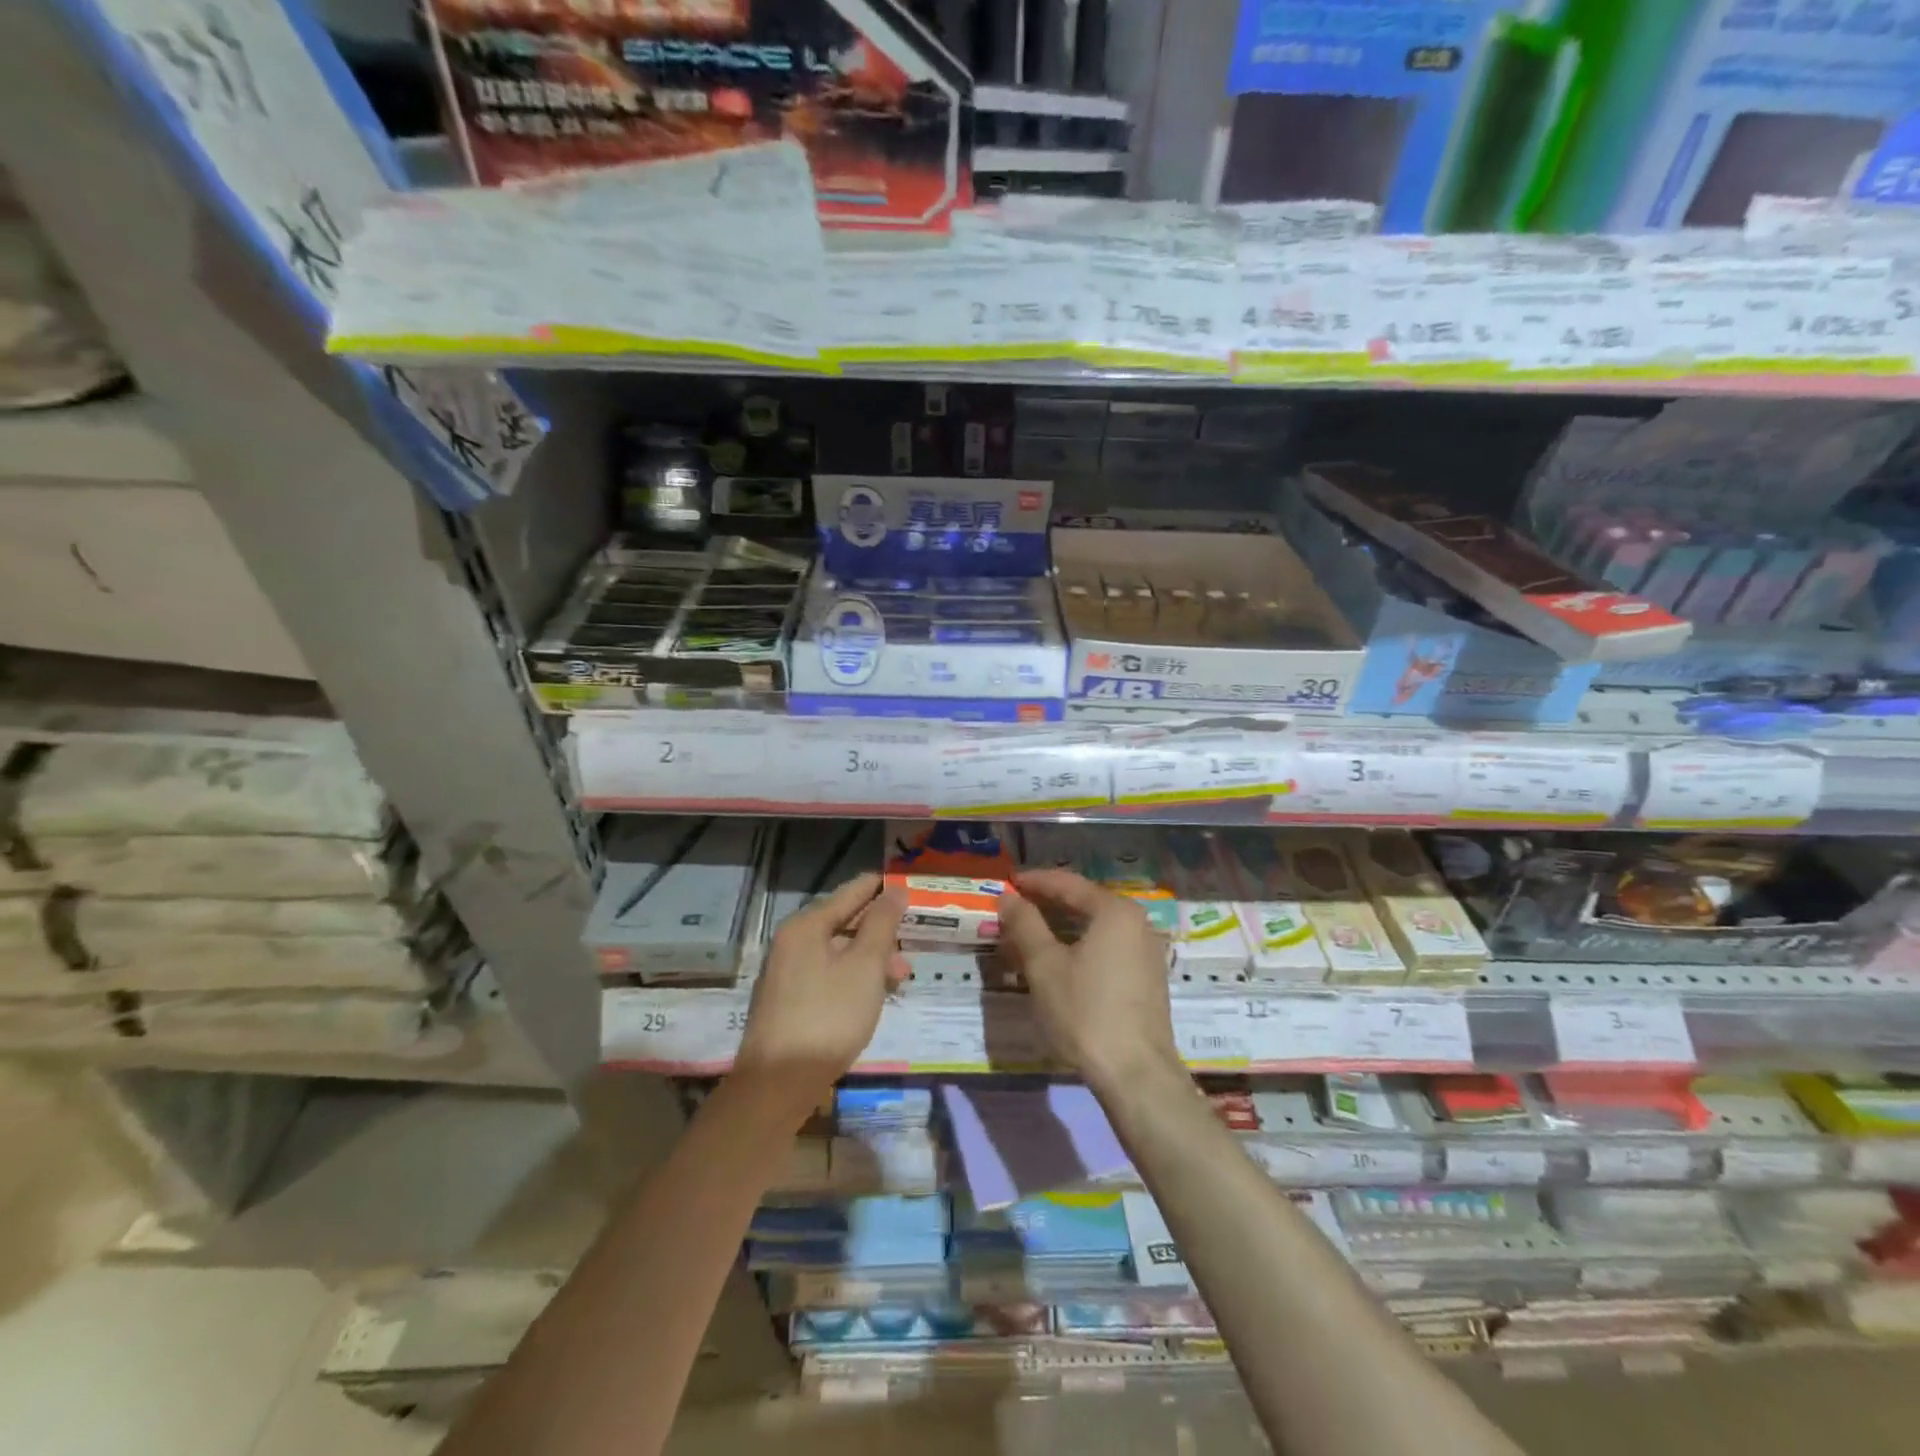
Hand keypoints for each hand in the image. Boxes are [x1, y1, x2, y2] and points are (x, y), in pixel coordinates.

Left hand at [734, 873, 907, 1117]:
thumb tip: (894, 890)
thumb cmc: (828, 1017)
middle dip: (881, 930)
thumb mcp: (865, 966)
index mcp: (806, 925)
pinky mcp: (789, 1000)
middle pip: (845, 921)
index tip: (912, 887)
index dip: (882, 887)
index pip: (852, 891)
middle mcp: (792, 941)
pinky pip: (829, 974)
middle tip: (913, 942)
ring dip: (872, 958)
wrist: (778, 1083)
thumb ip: (882, 924)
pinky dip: (855, 977)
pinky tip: (874, 995)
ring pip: (839, 951)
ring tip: (901, 977)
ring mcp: (788, 972)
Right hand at [996, 868, 1180, 1094]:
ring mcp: (1146, 952)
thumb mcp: (1044, 965)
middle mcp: (1137, 923)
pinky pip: (1107, 950)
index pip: (1068, 884)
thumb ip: (1025, 924)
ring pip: (1094, 930)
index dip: (1034, 882)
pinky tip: (1057, 966)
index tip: (1007, 883)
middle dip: (1046, 908)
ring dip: (1060, 931)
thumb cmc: (1086, 1011)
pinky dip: (1079, 950)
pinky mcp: (1146, 979)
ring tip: (1028, 940)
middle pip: (1084, 904)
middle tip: (1013, 912)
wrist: (1136, 1074)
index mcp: (1115, 911)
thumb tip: (1008, 897)